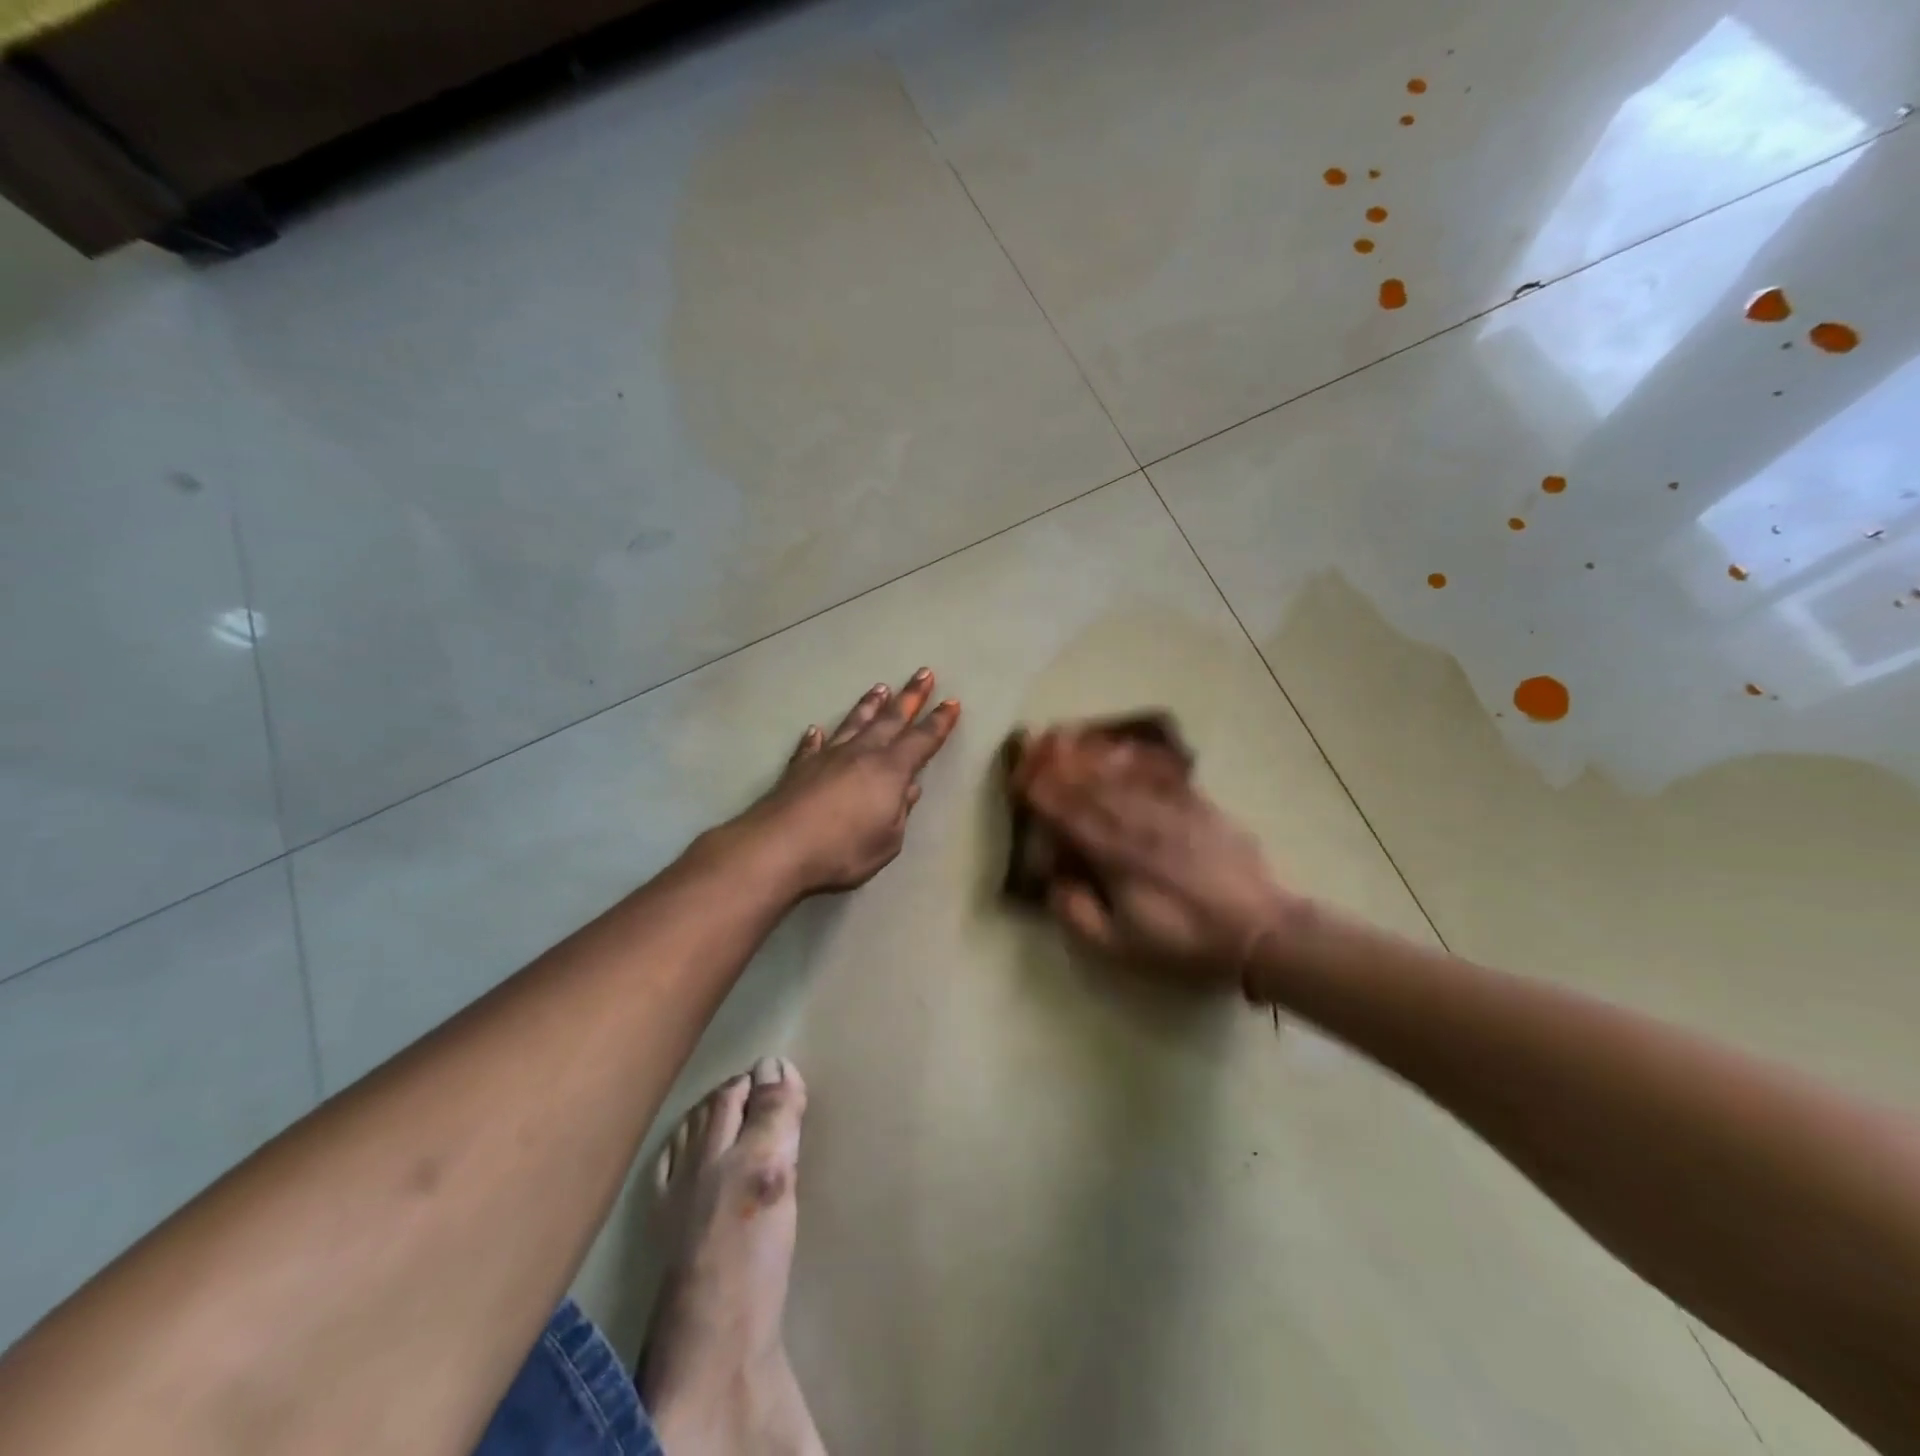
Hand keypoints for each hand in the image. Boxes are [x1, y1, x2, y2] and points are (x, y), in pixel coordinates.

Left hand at [734, 669, 960, 895]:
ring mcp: (828, 757)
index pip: (922, 741)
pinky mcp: (799, 768)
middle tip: (923, 673)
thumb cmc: (843, 849)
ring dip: (869, 706)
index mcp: (890, 770)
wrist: (779, 847)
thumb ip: (900, 812)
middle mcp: (861, 754)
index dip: (939, 722)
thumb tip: (910, 789)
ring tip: (880, 688)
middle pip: (891, 719)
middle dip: (910, 697)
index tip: (951, 702)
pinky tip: (816, 730)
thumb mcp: (887, 840)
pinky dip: (816, 737)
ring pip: (854, 723)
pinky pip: (812, 746)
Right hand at [1018, 730, 1302, 995]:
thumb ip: (1079, 915)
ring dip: (1090, 754)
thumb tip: (1055, 883)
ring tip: (1069, 735)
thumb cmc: (1185, 942)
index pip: (1067, 815)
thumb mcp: (1122, 948)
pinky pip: (1160, 775)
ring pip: (1121, 775)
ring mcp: (1169, 810)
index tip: (1019, 776)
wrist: (1260, 930)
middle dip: (1059, 763)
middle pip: (1090, 786)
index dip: (1041, 794)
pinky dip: (1136, 759)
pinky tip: (1124, 748)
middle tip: (1036, 741)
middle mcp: (1136, 822)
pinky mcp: (1198, 806)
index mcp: (1114, 856)